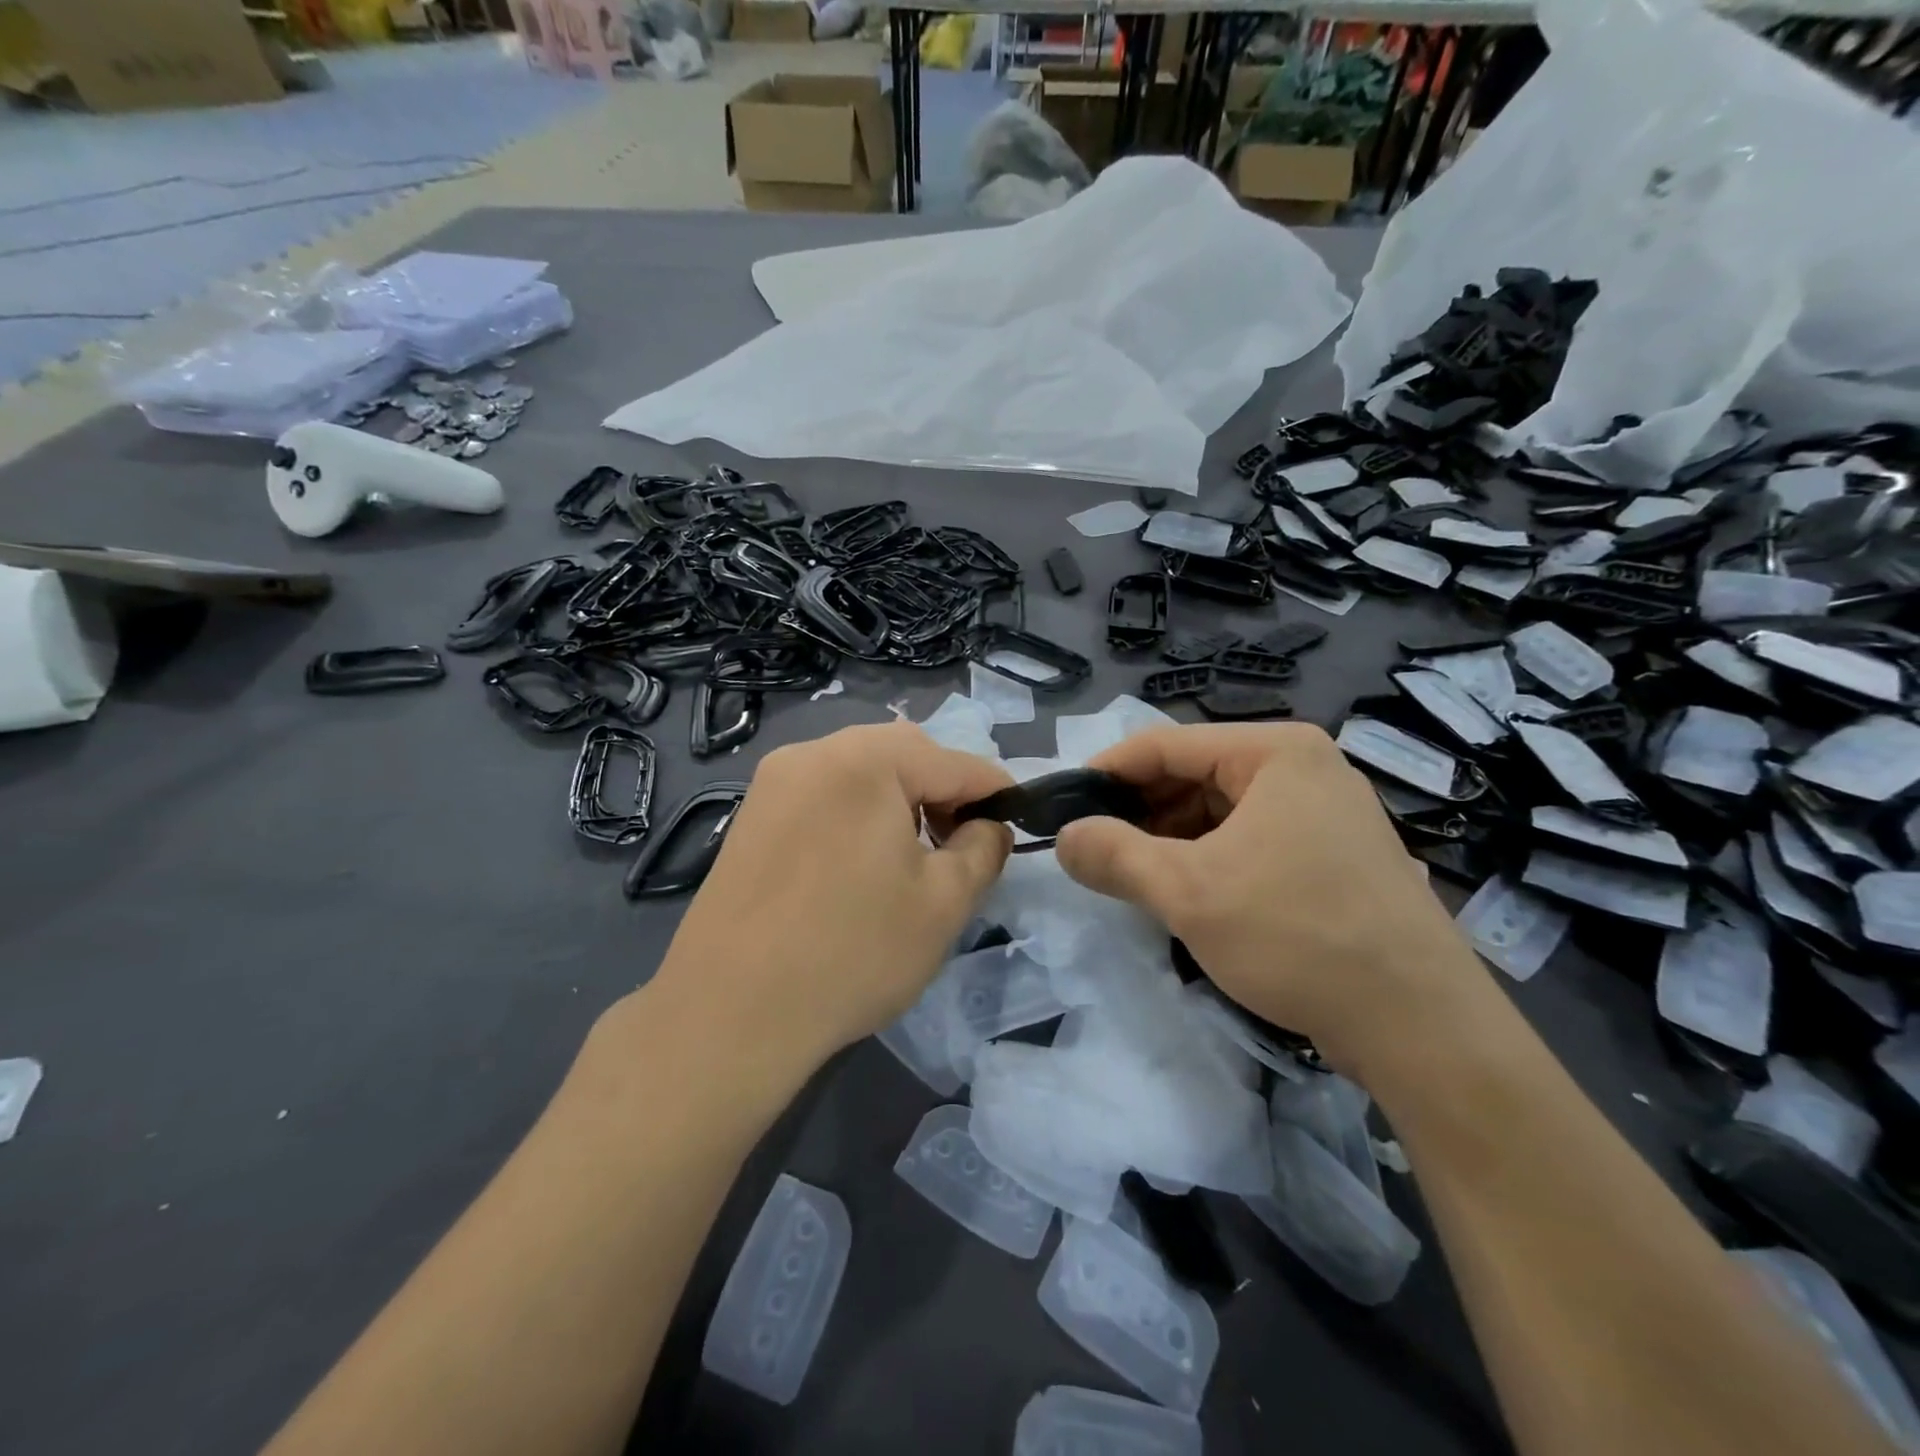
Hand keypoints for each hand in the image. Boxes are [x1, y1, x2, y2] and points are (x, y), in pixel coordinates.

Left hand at [644, 722, 1013, 1084]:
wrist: (728, 1013)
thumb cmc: (852, 952)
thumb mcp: (944, 903)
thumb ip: (983, 849)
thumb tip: (989, 826)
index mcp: (865, 759)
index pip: (954, 761)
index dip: (996, 791)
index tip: (1019, 821)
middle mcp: (814, 752)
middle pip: (903, 754)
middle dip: (943, 790)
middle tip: (961, 843)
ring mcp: (774, 781)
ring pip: (860, 771)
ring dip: (900, 800)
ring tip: (913, 856)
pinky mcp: (751, 815)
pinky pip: (824, 793)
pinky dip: (858, 813)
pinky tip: (861, 864)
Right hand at [1053, 723, 1488, 1075]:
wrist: (1421, 1026)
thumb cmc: (1297, 936)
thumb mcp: (1188, 892)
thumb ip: (1113, 855)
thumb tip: (1062, 838)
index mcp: (1275, 751)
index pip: (1166, 744)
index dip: (1106, 772)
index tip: (1062, 805)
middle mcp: (1304, 767)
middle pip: (1194, 773)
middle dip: (1139, 810)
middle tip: (1092, 848)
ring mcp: (1324, 810)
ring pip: (1220, 809)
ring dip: (1170, 838)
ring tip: (1130, 875)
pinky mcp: (1332, 853)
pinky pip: (1249, 838)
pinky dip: (1207, 857)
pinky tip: (1183, 891)